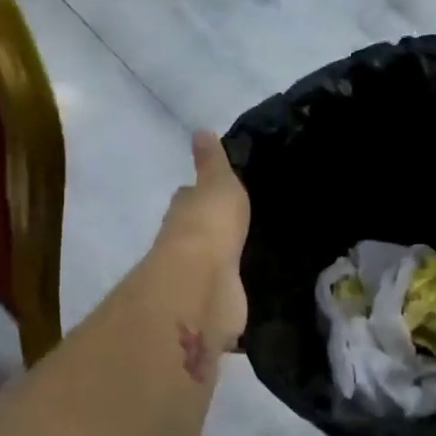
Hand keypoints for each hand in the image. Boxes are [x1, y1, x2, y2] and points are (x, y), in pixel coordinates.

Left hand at [156, 131, 249, 353]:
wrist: (203, 281)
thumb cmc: (210, 224)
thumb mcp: (218, 183)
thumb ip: (213, 162)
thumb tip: (201, 130)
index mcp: (185, 212)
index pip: (189, 198)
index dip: (198, 195)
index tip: (214, 193)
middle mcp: (186, 244)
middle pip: (197, 232)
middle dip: (211, 229)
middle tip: (238, 225)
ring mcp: (199, 277)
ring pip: (212, 263)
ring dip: (222, 261)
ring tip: (250, 256)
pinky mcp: (214, 305)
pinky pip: (225, 294)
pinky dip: (232, 292)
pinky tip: (250, 290)